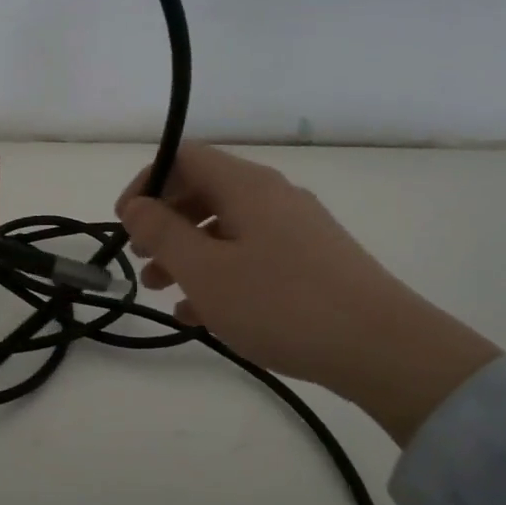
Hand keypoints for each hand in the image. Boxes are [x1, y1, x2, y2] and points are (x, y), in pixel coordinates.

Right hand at [115, 145, 498, 443]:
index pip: (184, 157)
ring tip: (163, 291)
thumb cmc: (281, 303)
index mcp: (247, 186)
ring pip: (228, 228)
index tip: (125, 224)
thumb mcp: (207, 271)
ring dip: (189, 253)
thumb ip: (163, 234)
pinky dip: (221, 275)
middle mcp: (273, 196)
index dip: (147, 183)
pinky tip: (202, 315)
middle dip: (166, 223)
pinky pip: (253, 256)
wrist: (380, 347)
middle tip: (142, 260)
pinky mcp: (312, 262)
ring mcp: (297, 229)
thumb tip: (136, 206)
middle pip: (205, 192)